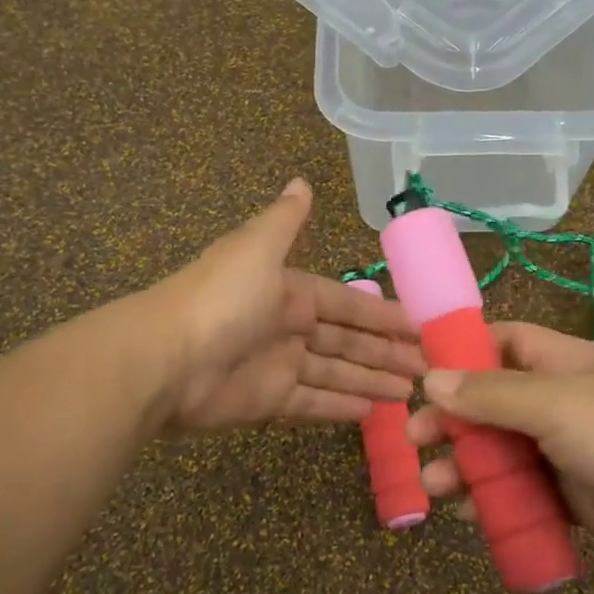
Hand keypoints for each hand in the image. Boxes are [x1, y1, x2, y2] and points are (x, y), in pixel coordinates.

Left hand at [153, 179, 426, 429]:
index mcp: (287, 289)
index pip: (345, 302)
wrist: (164, 359)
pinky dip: (340, 407)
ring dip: (372, 380)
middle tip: (428, 366)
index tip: (418, 324)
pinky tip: (373, 412)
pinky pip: (312, 402)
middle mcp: (286, 326)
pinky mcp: (267, 401)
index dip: (381, 313)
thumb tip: (300, 180)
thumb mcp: (257, 247)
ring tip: (412, 392)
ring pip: (336, 372)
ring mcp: (277, 365)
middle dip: (385, 352)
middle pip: (347, 340)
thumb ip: (284, 220)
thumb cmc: (221, 298)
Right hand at [408, 322, 593, 587]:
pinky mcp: (580, 500)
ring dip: (468, 466)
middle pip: (493, 403)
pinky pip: (527, 495)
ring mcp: (571, 453)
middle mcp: (562, 402)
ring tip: (436, 488)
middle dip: (452, 420)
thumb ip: (492, 394)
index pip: (501, 343)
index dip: (459, 352)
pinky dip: (498, 503)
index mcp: (561, 363)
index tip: (415, 374)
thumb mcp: (557, 405)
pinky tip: (472, 517)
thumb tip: (431, 378)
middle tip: (414, 442)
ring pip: (505, 453)